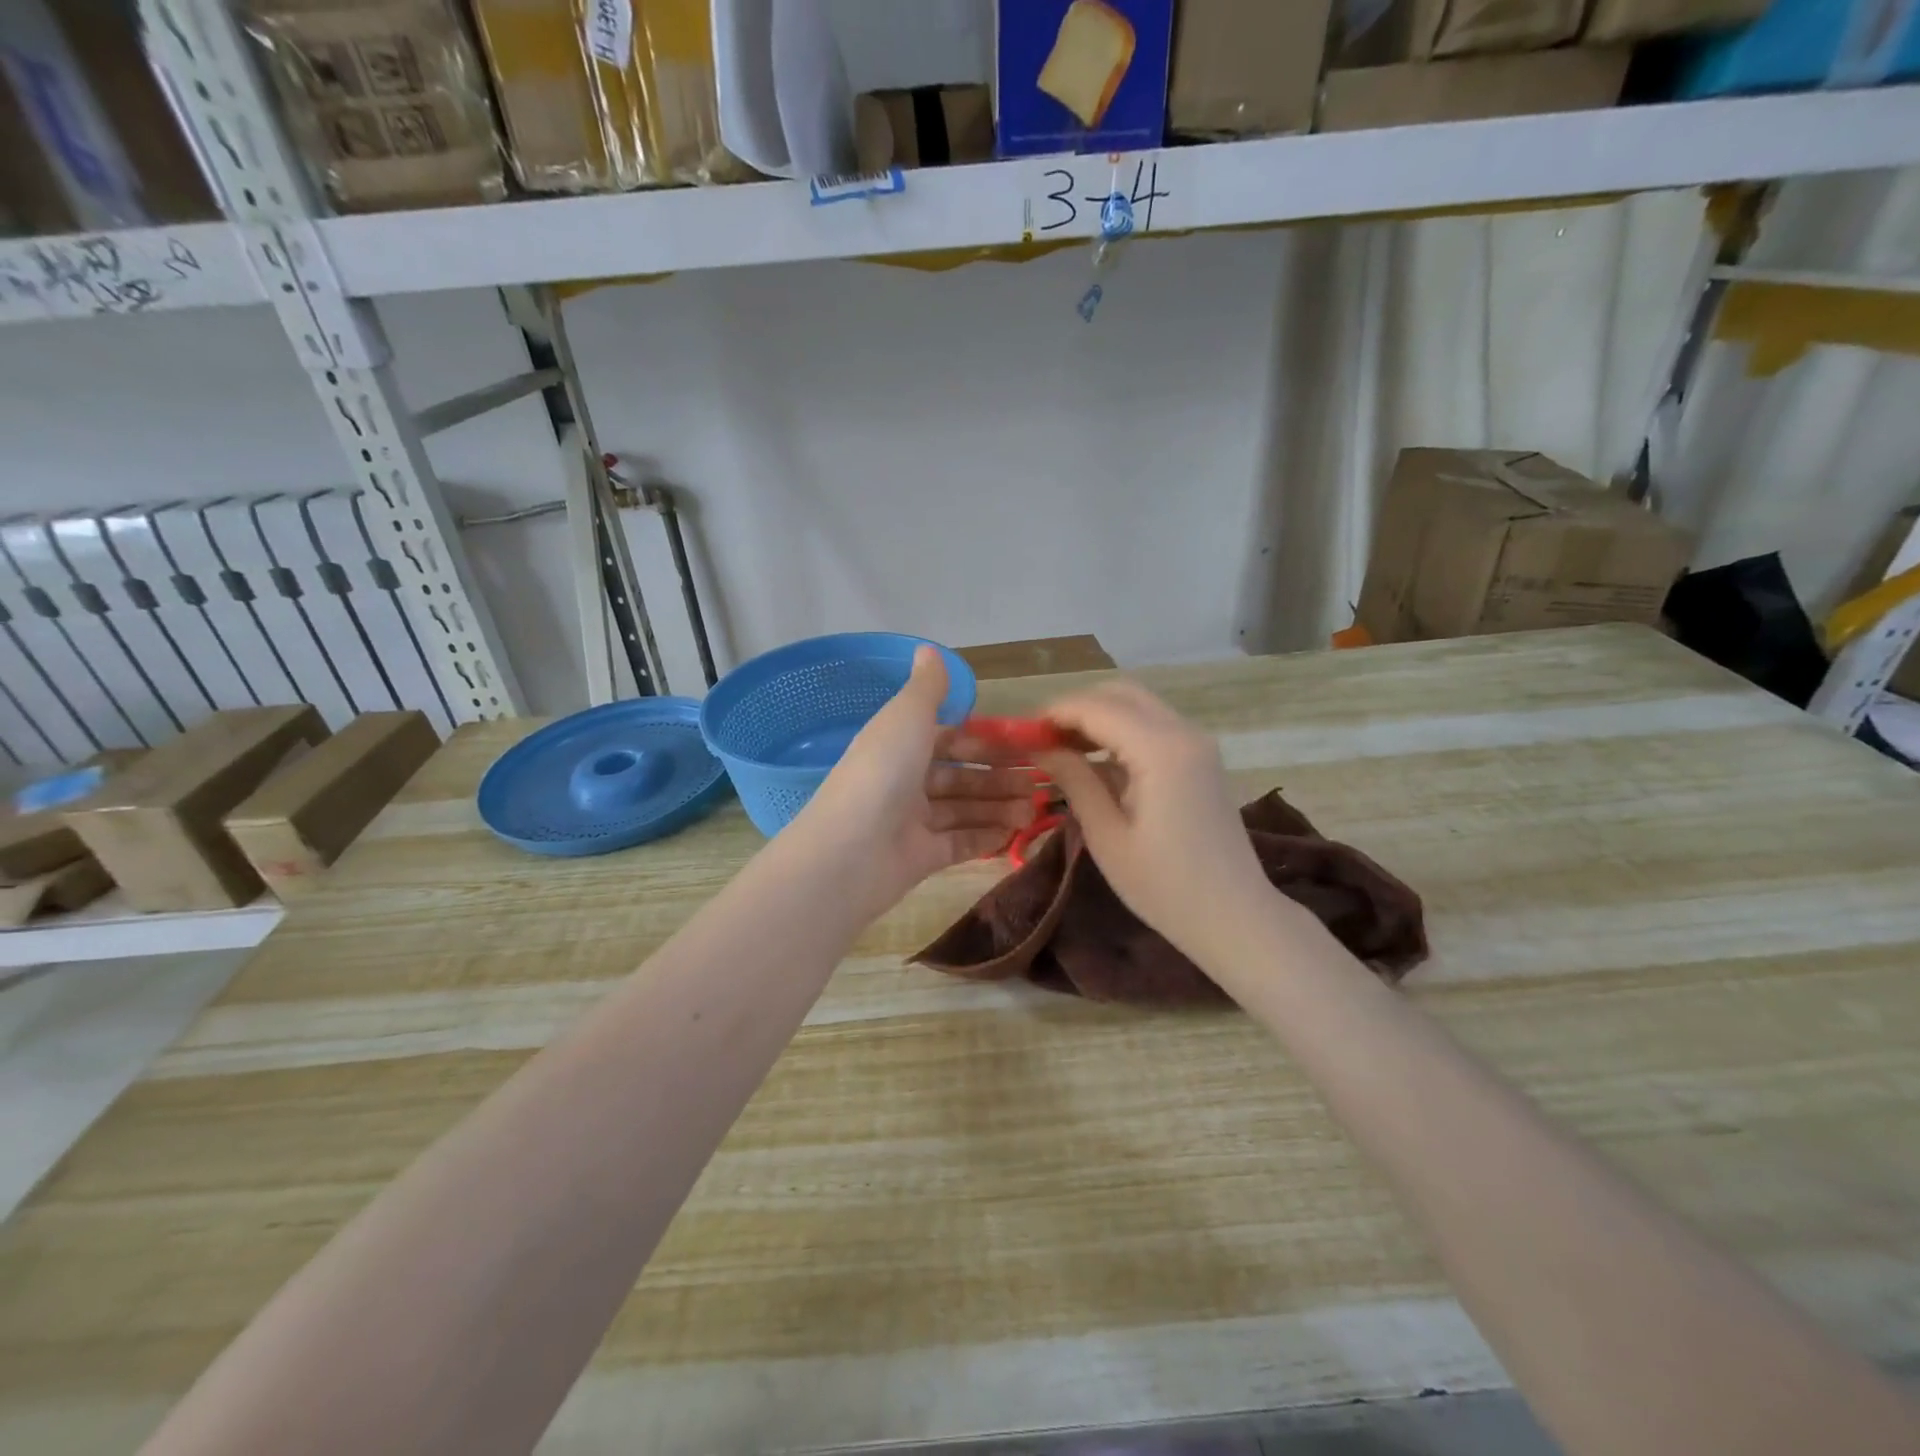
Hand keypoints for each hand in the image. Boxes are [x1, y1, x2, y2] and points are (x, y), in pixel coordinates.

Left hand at [791, 647, 1034, 915]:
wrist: (849, 852)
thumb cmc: (882, 773)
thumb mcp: (907, 717)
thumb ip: (927, 687)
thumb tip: (928, 649)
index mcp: (899, 746)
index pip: (949, 740)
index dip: (985, 743)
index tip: (1025, 746)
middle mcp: (905, 782)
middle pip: (960, 778)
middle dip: (999, 779)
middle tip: (1040, 783)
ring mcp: (912, 823)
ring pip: (964, 811)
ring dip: (999, 808)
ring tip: (1034, 810)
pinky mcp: (921, 858)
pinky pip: (960, 844)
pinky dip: (986, 838)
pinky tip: (1015, 834)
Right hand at [1033, 681, 1271, 962]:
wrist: (1235, 916)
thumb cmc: (1165, 886)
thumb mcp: (1107, 835)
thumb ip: (1074, 780)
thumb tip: (1039, 748)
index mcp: (1160, 750)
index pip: (1097, 708)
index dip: (1055, 714)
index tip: (1021, 735)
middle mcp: (1183, 732)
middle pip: (1120, 693)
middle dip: (1077, 709)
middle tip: (1043, 741)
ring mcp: (1197, 743)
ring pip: (1138, 705)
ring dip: (1099, 717)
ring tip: (1063, 751)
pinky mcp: (1200, 759)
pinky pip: (1154, 726)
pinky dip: (1121, 731)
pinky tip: (1097, 762)